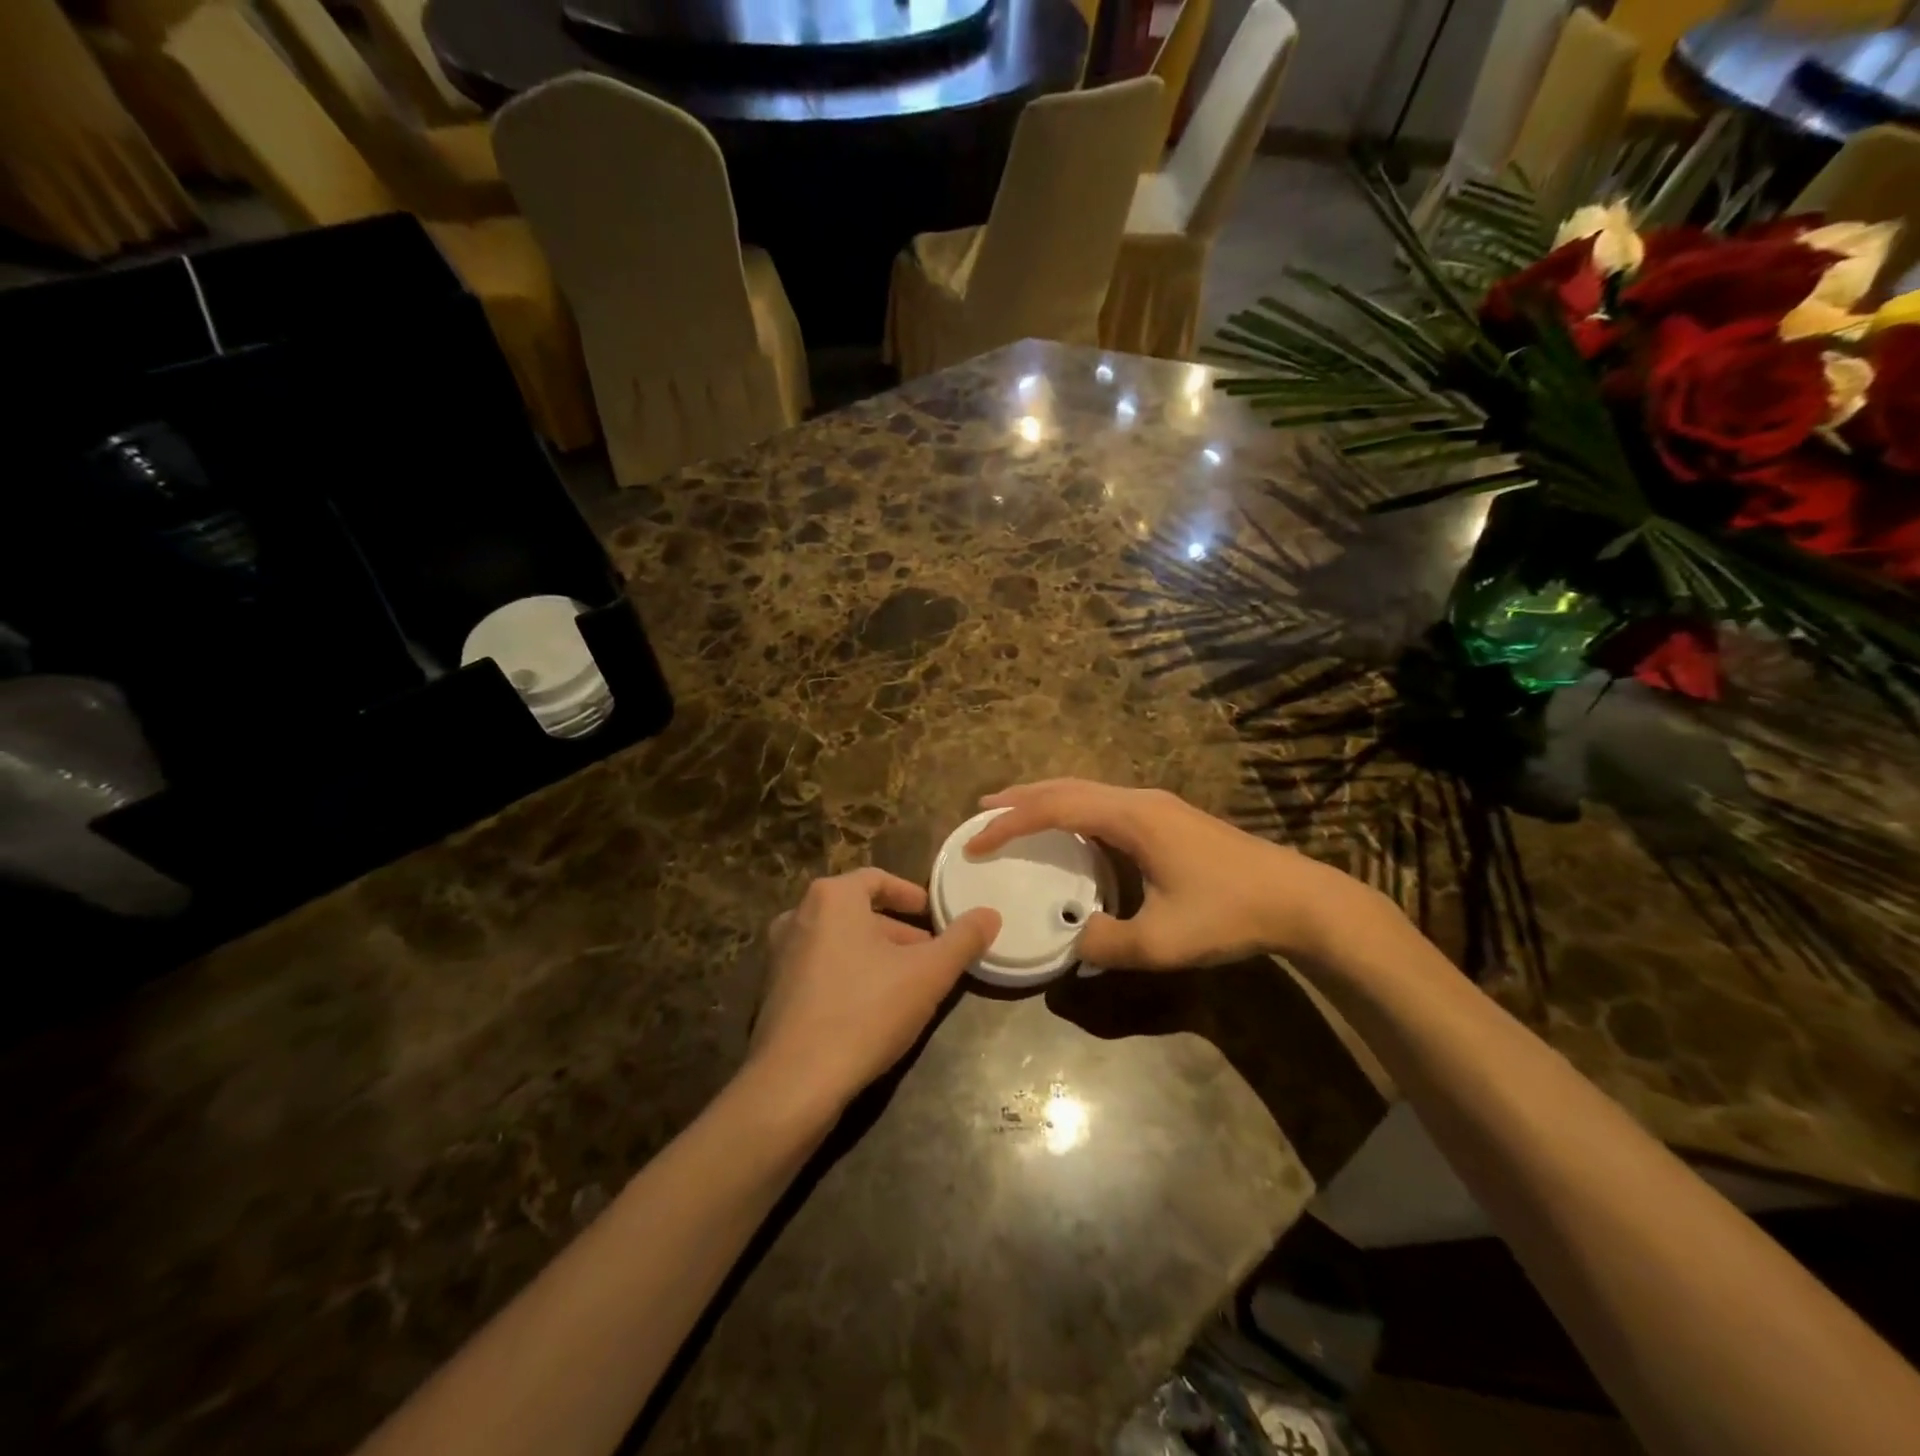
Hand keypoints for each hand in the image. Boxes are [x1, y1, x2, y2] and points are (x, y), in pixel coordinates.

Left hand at [748, 868, 1000, 1119]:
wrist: (795, 1083)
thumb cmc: (865, 1011)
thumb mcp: (928, 974)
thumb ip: (963, 939)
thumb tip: (990, 914)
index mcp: (831, 897)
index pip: (877, 879)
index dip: (911, 895)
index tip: (935, 916)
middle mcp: (798, 915)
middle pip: (858, 912)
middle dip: (897, 932)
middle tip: (929, 955)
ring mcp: (779, 955)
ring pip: (839, 942)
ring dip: (874, 956)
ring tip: (907, 984)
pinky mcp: (772, 992)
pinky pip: (819, 969)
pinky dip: (848, 976)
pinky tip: (871, 1010)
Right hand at [966, 779, 1391, 969]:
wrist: (1298, 899)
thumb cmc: (1229, 914)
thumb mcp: (1162, 942)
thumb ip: (1107, 943)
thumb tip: (1073, 937)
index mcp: (1131, 818)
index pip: (1054, 808)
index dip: (1010, 823)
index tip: (976, 839)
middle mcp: (1139, 800)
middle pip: (1066, 787)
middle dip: (1021, 797)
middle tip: (982, 811)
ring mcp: (1157, 806)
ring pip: (1087, 790)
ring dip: (1047, 799)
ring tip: (1015, 814)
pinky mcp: (1169, 818)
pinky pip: (1105, 803)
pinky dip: (1072, 809)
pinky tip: (1071, 830)